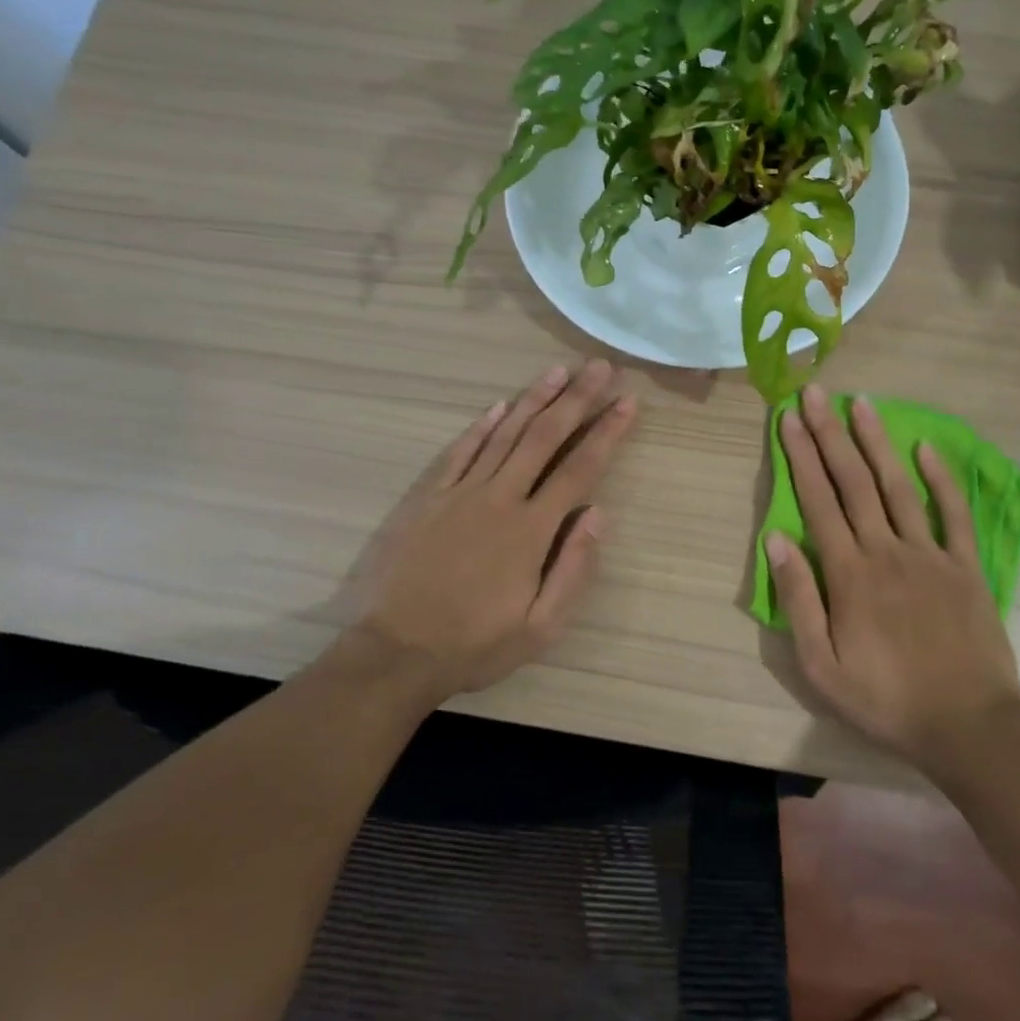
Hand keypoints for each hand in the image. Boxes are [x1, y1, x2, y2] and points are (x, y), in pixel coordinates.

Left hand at [336, 359, 636, 701]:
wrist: (392, 653)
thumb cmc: (472, 645)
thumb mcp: (540, 628)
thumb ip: (573, 569)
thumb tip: (599, 515)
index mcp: (531, 530)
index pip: (580, 469)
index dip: (607, 433)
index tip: (627, 402)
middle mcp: (499, 499)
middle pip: (545, 438)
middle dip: (576, 399)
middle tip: (599, 367)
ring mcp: (459, 493)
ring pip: (504, 434)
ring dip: (535, 400)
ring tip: (559, 370)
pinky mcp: (426, 498)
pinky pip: (459, 451)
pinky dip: (481, 426)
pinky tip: (499, 405)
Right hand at [766, 386, 1019, 770]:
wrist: (969, 726)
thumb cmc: (886, 700)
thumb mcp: (822, 666)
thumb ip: (799, 600)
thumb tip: (777, 540)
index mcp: (850, 574)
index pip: (818, 501)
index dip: (801, 456)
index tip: (789, 419)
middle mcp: (887, 550)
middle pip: (853, 482)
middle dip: (831, 434)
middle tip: (816, 393)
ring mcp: (931, 555)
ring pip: (898, 486)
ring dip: (877, 442)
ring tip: (861, 403)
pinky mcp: (966, 567)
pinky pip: (952, 514)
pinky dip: (940, 478)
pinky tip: (926, 448)